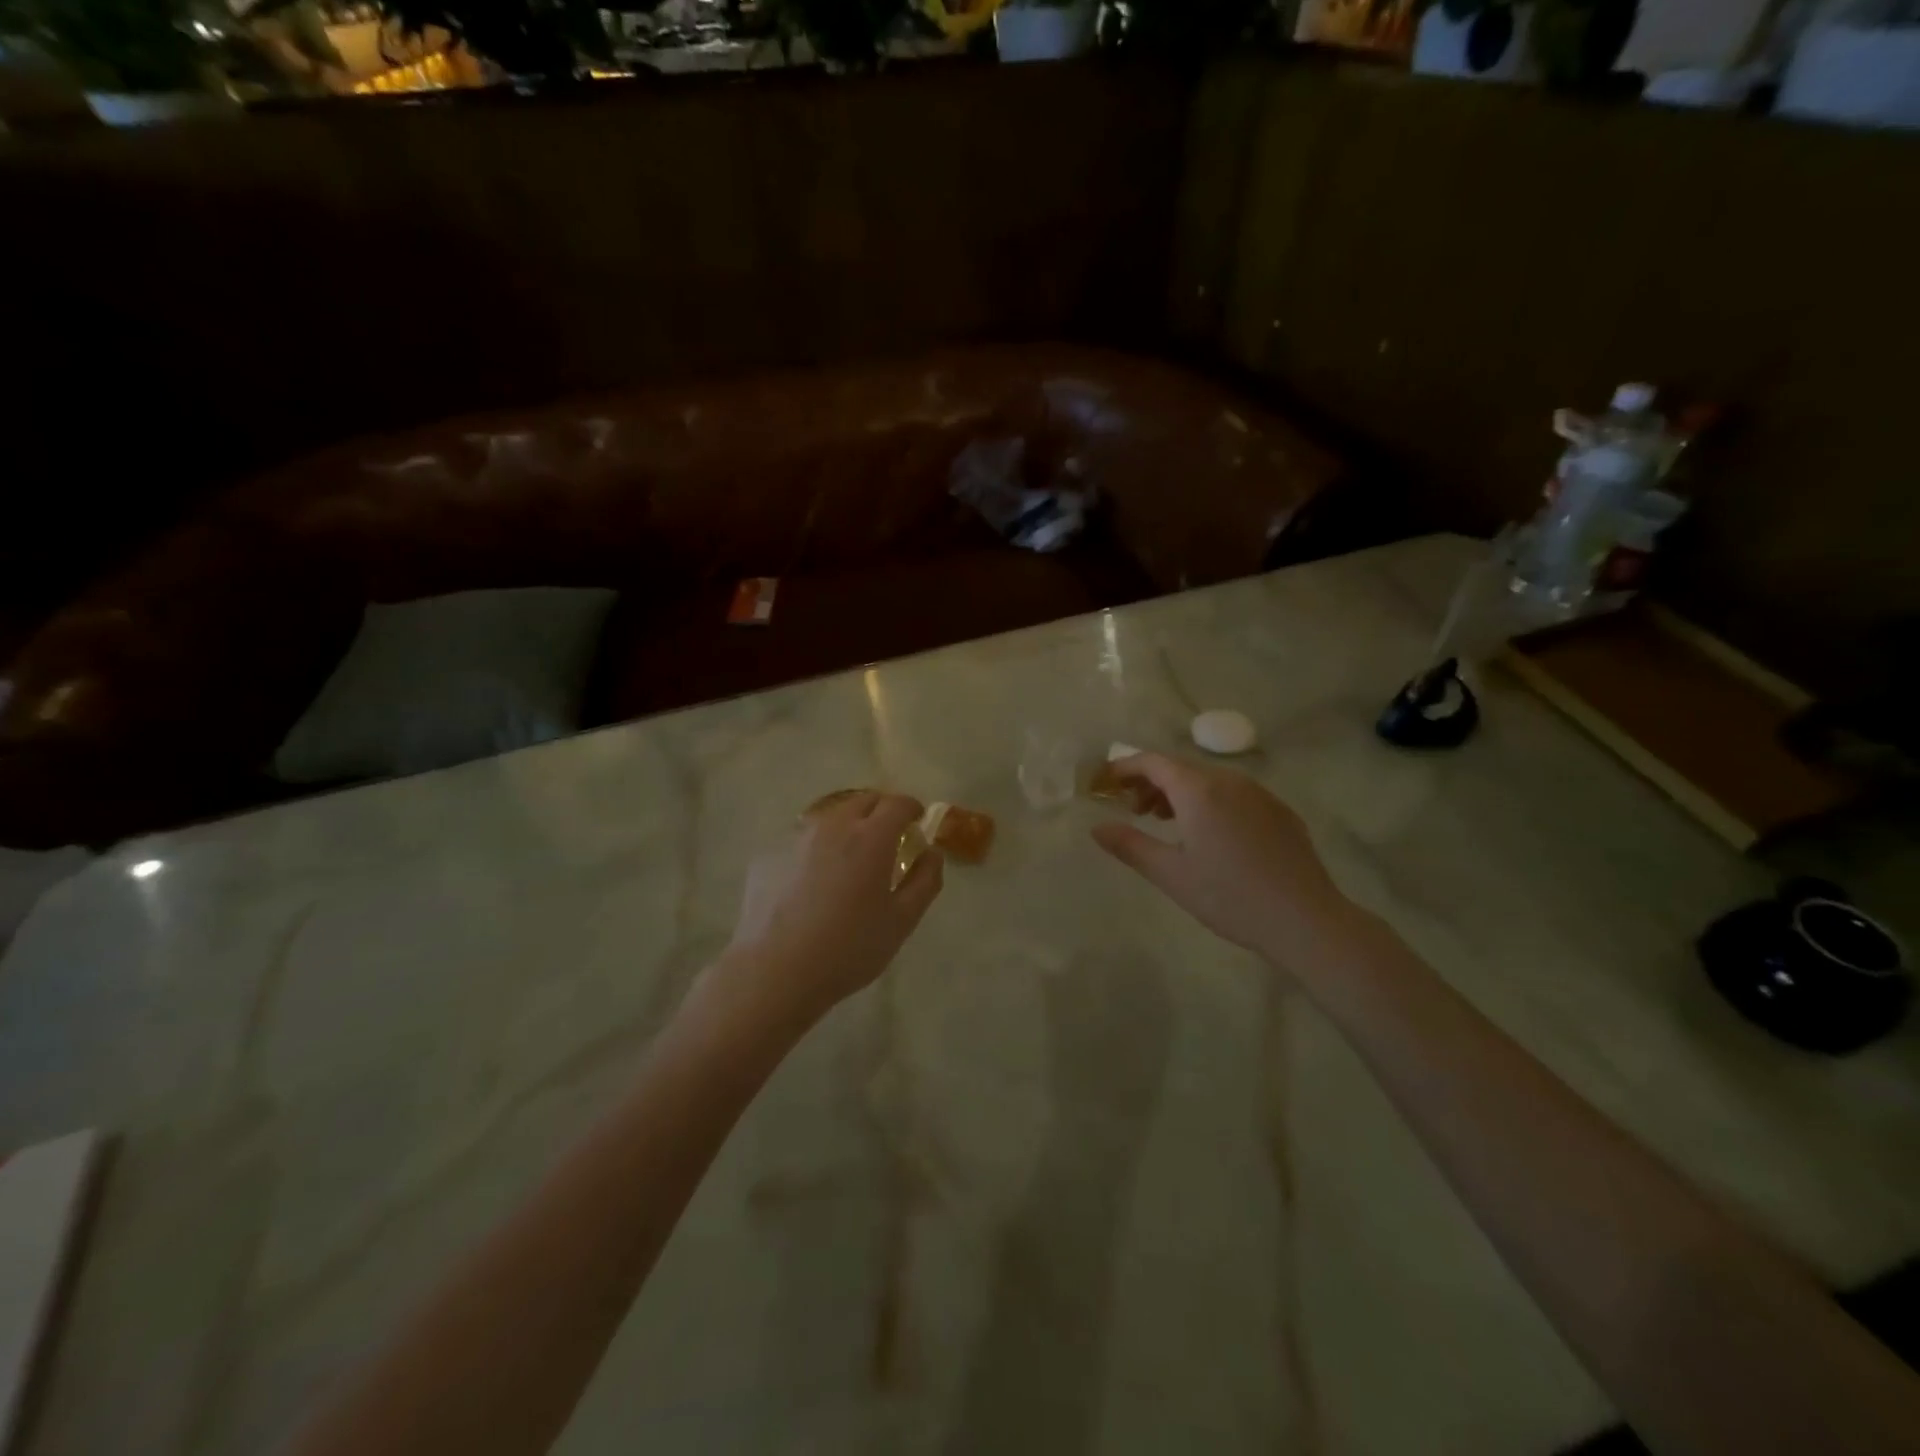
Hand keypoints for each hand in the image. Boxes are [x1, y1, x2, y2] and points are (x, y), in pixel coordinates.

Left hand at [721, 791, 943, 1026]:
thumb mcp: (902, 921)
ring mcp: (796, 836)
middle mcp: (833, 824)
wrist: (775, 971)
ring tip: (850, 856)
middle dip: (881, 811)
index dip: (912, 809)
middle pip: (863, 800)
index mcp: (871, 837)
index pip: (898, 803)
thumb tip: (931, 852)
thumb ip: (925, 880)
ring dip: (848, 825)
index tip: (917, 821)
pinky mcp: (769, 853)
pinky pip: (802, 839)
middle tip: (889, 837)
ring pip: (830, 816)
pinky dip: (817, 847)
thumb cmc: (848, 948)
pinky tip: (812, 880)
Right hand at [1091, 754, 1350, 964]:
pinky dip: (1209, 801)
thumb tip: (1097, 828)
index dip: (1123, 769)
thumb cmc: (1229, 896)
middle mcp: (1229, 780)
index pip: (1152, 762)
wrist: (1304, 919)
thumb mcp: (1170, 874)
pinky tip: (1209, 834)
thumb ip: (1130, 845)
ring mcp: (1259, 793)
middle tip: (1131, 810)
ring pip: (1208, 780)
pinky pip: (1233, 794)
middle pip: (1179, 767)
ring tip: (1164, 821)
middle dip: (1149, 782)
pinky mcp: (1279, 811)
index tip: (1103, 784)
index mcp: (1199, 789)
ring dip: (1179, 792)